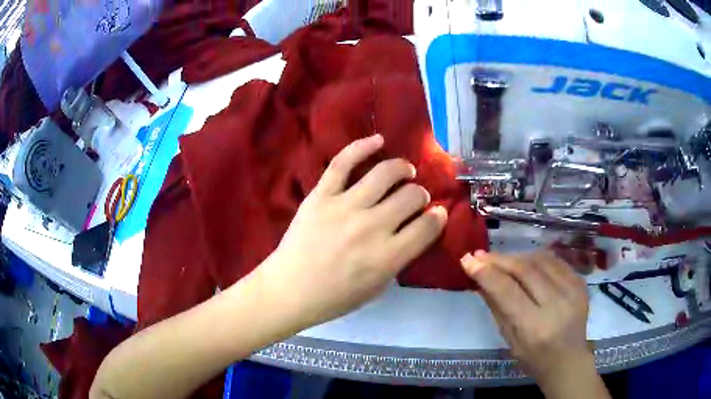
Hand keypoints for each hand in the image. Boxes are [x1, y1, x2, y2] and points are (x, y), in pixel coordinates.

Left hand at [260, 134, 447, 329]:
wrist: (290, 290)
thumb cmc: (335, 296)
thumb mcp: (378, 287)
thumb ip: (400, 258)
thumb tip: (415, 230)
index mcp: (388, 256)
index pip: (428, 226)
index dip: (438, 217)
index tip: (436, 213)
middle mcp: (371, 227)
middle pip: (411, 196)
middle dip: (420, 195)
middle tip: (414, 198)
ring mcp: (344, 207)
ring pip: (385, 173)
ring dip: (402, 168)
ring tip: (405, 171)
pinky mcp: (321, 195)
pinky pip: (343, 162)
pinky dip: (362, 146)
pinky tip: (378, 140)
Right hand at [460, 251, 592, 384]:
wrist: (569, 360)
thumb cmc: (534, 358)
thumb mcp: (509, 339)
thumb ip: (496, 307)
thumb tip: (479, 278)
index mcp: (535, 326)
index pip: (508, 291)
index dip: (486, 273)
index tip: (467, 260)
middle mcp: (557, 304)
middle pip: (525, 270)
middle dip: (499, 260)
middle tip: (479, 255)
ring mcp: (573, 290)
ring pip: (540, 260)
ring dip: (516, 256)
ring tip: (500, 259)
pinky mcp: (581, 282)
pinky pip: (555, 261)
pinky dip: (535, 258)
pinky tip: (523, 261)